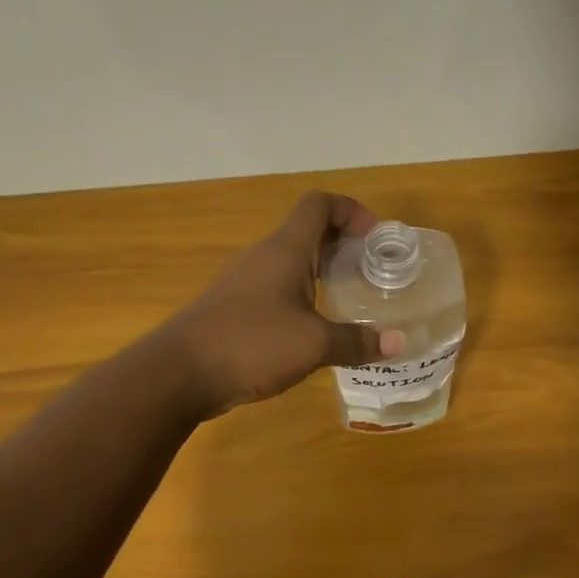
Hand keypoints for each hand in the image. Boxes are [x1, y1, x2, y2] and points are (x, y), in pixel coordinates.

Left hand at [165, 192, 402, 416]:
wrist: (180, 372)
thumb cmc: (251, 344)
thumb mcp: (313, 345)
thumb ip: (356, 342)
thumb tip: (398, 344)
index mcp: (286, 250)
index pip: (320, 205)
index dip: (352, 211)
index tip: (377, 239)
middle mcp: (265, 257)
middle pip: (309, 232)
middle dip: (345, 245)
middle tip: (374, 273)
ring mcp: (247, 283)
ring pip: (293, 263)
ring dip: (324, 273)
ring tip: (353, 301)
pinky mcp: (237, 309)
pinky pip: (279, 290)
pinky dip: (305, 297)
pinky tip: (317, 329)